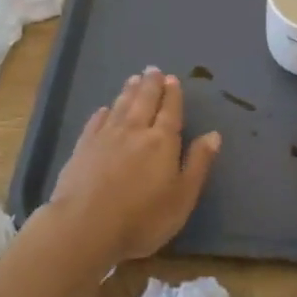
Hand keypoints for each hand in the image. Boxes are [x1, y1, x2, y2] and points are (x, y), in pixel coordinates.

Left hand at [47, 68, 219, 264]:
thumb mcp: (182, 197)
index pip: (170, 110)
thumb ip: (198, 163)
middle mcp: (135, 131)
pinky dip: (103, 113)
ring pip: (120, 106)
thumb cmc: (142, 218)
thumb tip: (214, 134)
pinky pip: (95, 122)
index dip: (172, 94)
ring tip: (134, 78)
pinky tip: (104, 109)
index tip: (172, 79)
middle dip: (151, 84)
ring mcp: (106, 137)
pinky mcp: (83, 148)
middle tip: (153, 69)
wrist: (84, 227)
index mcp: (162, 141)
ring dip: (129, 91)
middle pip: (144, 101)